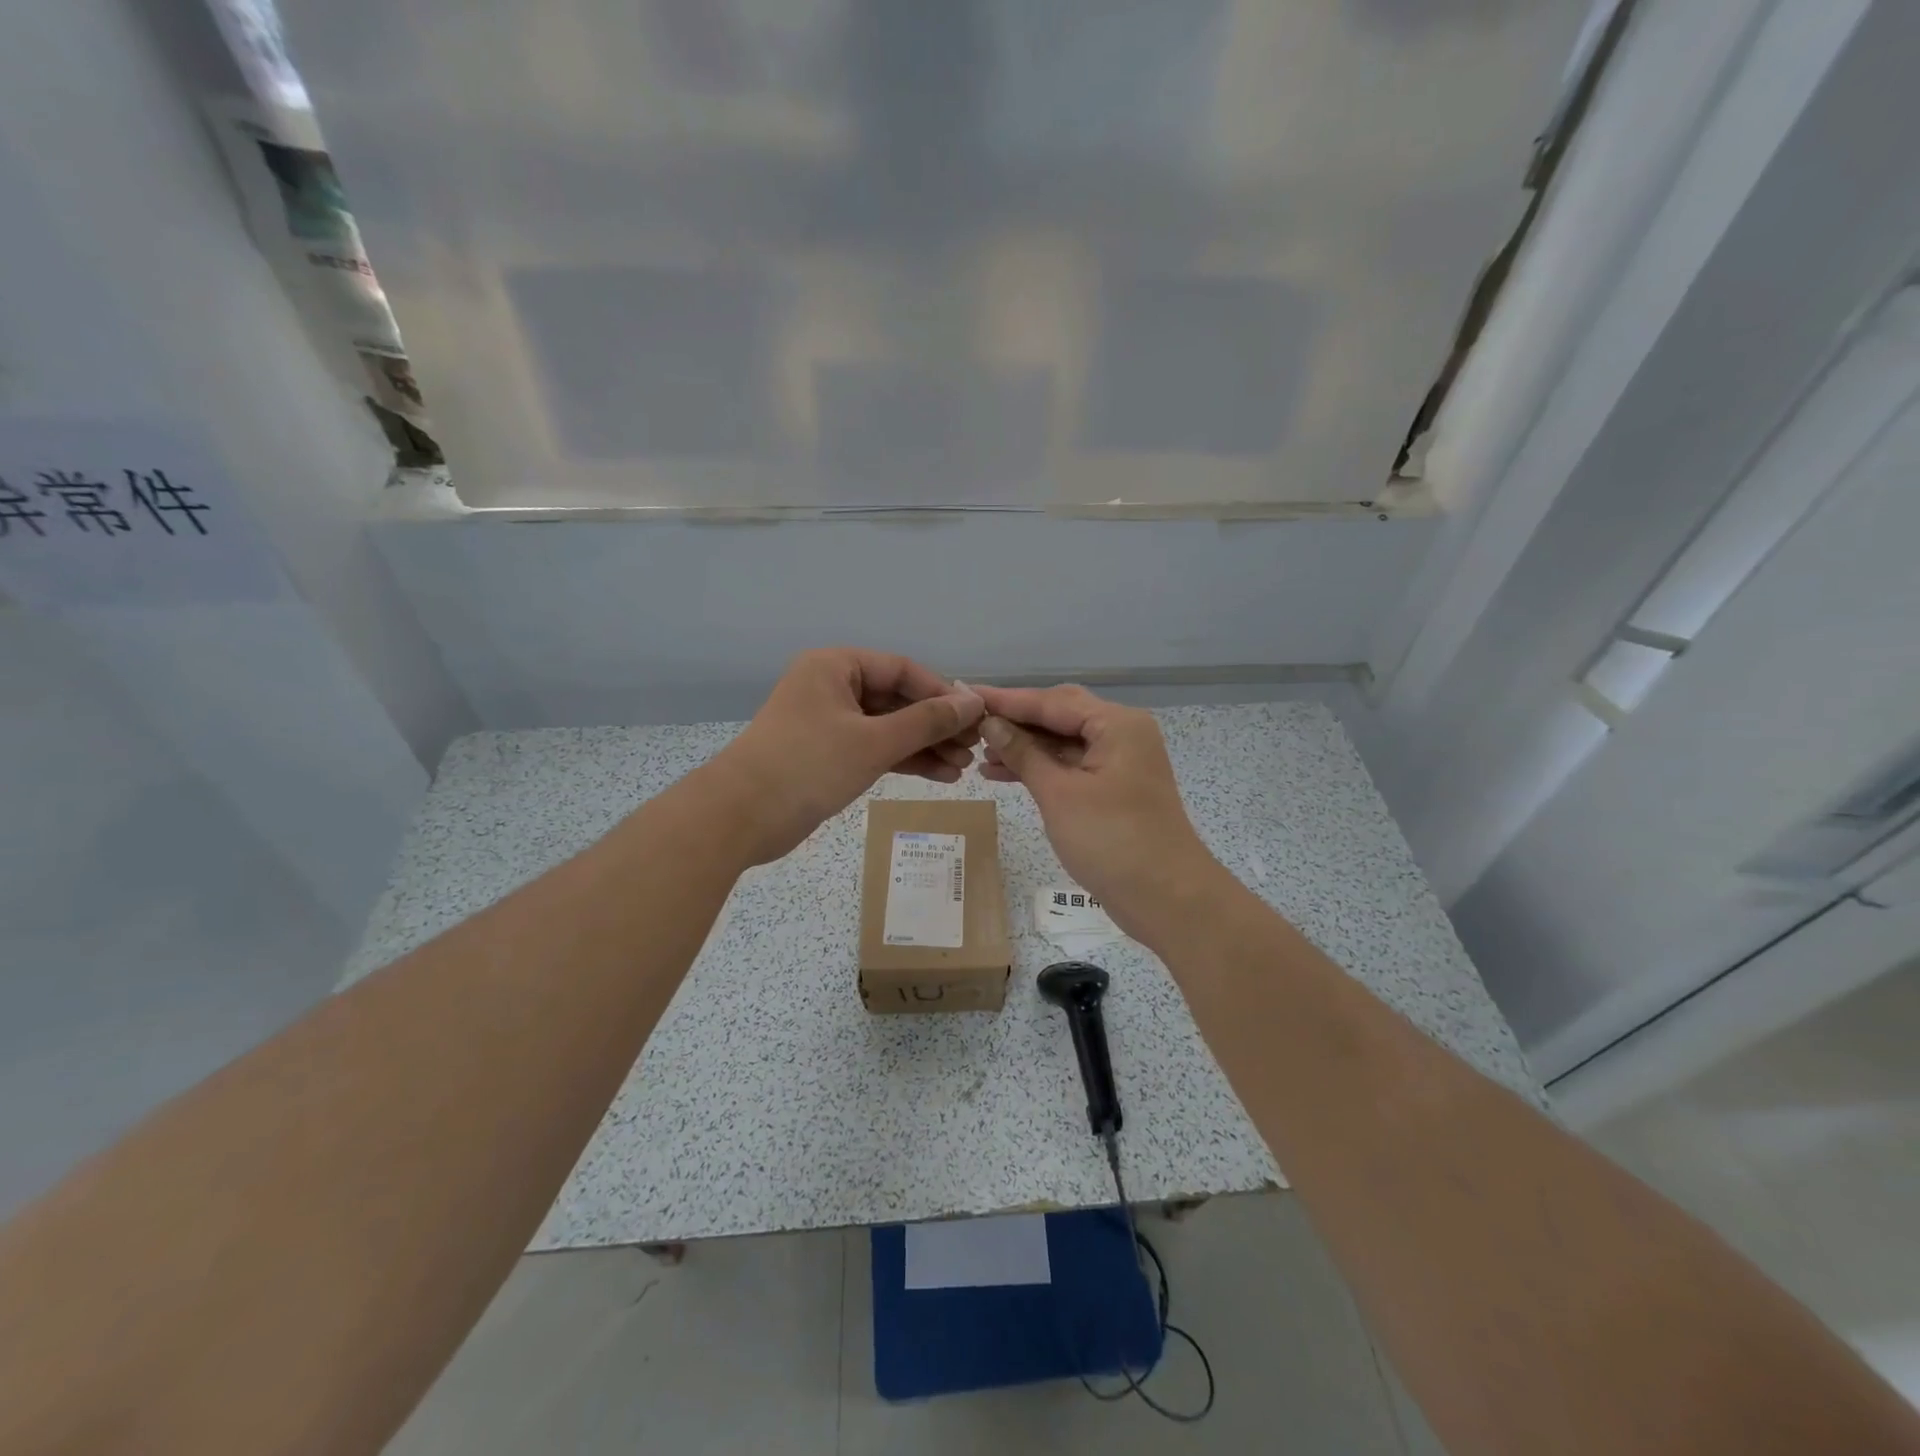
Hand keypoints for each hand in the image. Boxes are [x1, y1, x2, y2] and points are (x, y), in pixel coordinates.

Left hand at [702, 649, 984, 864]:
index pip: (902, 670)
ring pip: (888, 728)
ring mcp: (828, 723)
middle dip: (936, 726)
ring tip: (962, 768)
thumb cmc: (809, 765)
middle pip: (897, 700)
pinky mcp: (826, 756)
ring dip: (924, 747)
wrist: (740, 817)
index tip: (975, 718)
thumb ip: (927, 721)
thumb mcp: (875, 741)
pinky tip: (939, 776)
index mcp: (836, 667)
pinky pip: (874, 749)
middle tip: (973, 749)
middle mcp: (832, 687)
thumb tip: (973, 702)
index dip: (942, 693)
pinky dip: (903, 761)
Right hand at [976, 684, 1223, 943]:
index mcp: (1116, 724)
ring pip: (1063, 742)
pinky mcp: (1114, 787)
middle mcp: (1121, 733)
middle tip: (971, 724)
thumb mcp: (1059, 794)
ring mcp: (1120, 761)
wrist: (1167, 898)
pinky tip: (1004, 774)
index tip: (967, 695)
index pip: (1052, 701)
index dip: (1007, 700)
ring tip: (980, 755)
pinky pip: (1071, 765)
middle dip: (1016, 721)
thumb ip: (1023, 754)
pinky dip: (1041, 768)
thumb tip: (991, 723)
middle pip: (1059, 715)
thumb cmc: (1111, 840)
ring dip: (1024, 747)